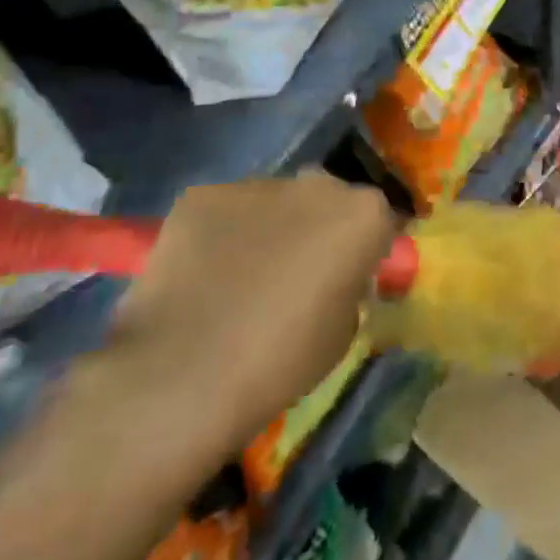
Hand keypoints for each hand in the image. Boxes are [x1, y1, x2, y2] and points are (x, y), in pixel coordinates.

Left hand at [106, 173, 398, 450]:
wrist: (181, 376)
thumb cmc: (281, 361)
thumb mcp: (343, 332)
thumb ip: (348, 288)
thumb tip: (334, 277)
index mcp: (363, 214)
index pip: (378, 220)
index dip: (363, 249)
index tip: (347, 277)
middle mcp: (317, 184)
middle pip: (326, 199)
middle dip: (317, 226)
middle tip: (296, 272)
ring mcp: (257, 185)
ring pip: (273, 202)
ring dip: (268, 227)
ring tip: (240, 275)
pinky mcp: (202, 195)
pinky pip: (223, 212)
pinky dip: (220, 234)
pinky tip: (200, 275)